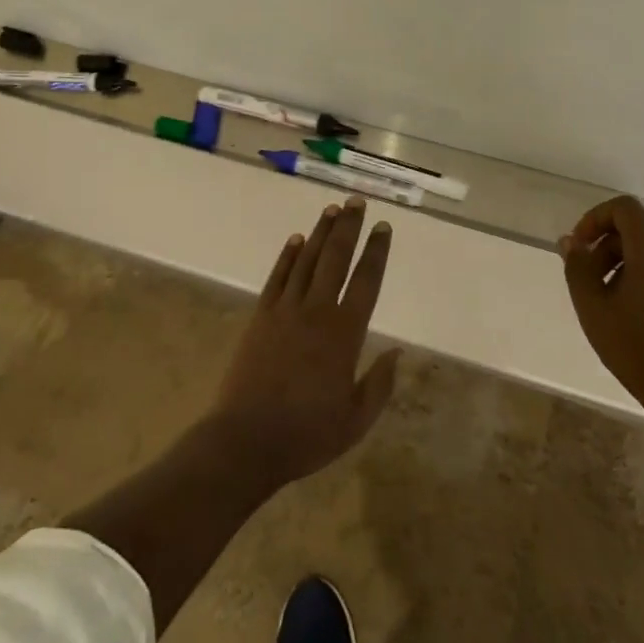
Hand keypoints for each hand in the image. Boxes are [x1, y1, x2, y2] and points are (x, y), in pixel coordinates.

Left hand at [210, 198, 401, 489]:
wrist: (246, 441)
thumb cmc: (307, 434)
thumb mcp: (356, 420)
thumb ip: (380, 383)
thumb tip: (397, 351)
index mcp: (345, 333)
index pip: (366, 281)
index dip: (376, 252)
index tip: (383, 227)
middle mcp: (317, 311)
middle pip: (336, 258)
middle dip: (349, 227)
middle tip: (357, 201)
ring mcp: (285, 310)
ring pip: (307, 260)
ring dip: (320, 232)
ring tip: (332, 209)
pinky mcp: (261, 316)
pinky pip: (278, 277)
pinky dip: (288, 256)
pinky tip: (296, 240)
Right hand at [558, 195, 643, 406]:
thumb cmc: (638, 348)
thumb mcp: (593, 308)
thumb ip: (578, 267)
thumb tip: (571, 242)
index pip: (624, 208)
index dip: (596, 219)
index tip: (580, 247)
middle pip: (643, 226)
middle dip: (611, 242)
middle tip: (592, 275)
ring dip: (632, 261)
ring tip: (615, 299)